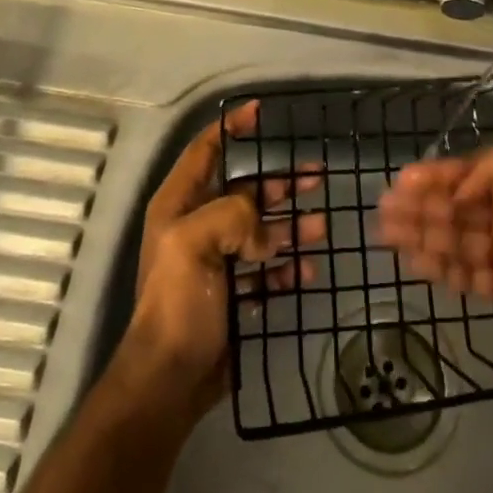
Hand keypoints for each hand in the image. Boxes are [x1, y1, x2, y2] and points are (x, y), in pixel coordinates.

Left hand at [123, 101, 325, 418]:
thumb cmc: (178, 302)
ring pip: (262, 230)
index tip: (260, 113)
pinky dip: (287, 266)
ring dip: (292, 225)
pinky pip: (267, 269)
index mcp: (180, 205)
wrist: (170, 380)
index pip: (205, 150)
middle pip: (245, 190)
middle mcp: (198, 226)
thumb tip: (266, 232)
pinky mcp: (234, 293)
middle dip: (281, 183)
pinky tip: (307, 269)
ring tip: (322, 225)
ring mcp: (218, 261)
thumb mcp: (195, 243)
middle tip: (318, 177)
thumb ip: (234, 215)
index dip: (230, 128)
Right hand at [377, 147, 492, 346]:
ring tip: (385, 233)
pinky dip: (436, 263)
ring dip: (420, 232)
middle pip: (456, 207)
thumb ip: (481, 166)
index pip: (468, 174)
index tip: (401, 180)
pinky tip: (409, 259)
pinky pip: (462, 269)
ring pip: (454, 237)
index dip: (434, 176)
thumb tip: (459, 191)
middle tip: (384, 208)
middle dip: (420, 205)